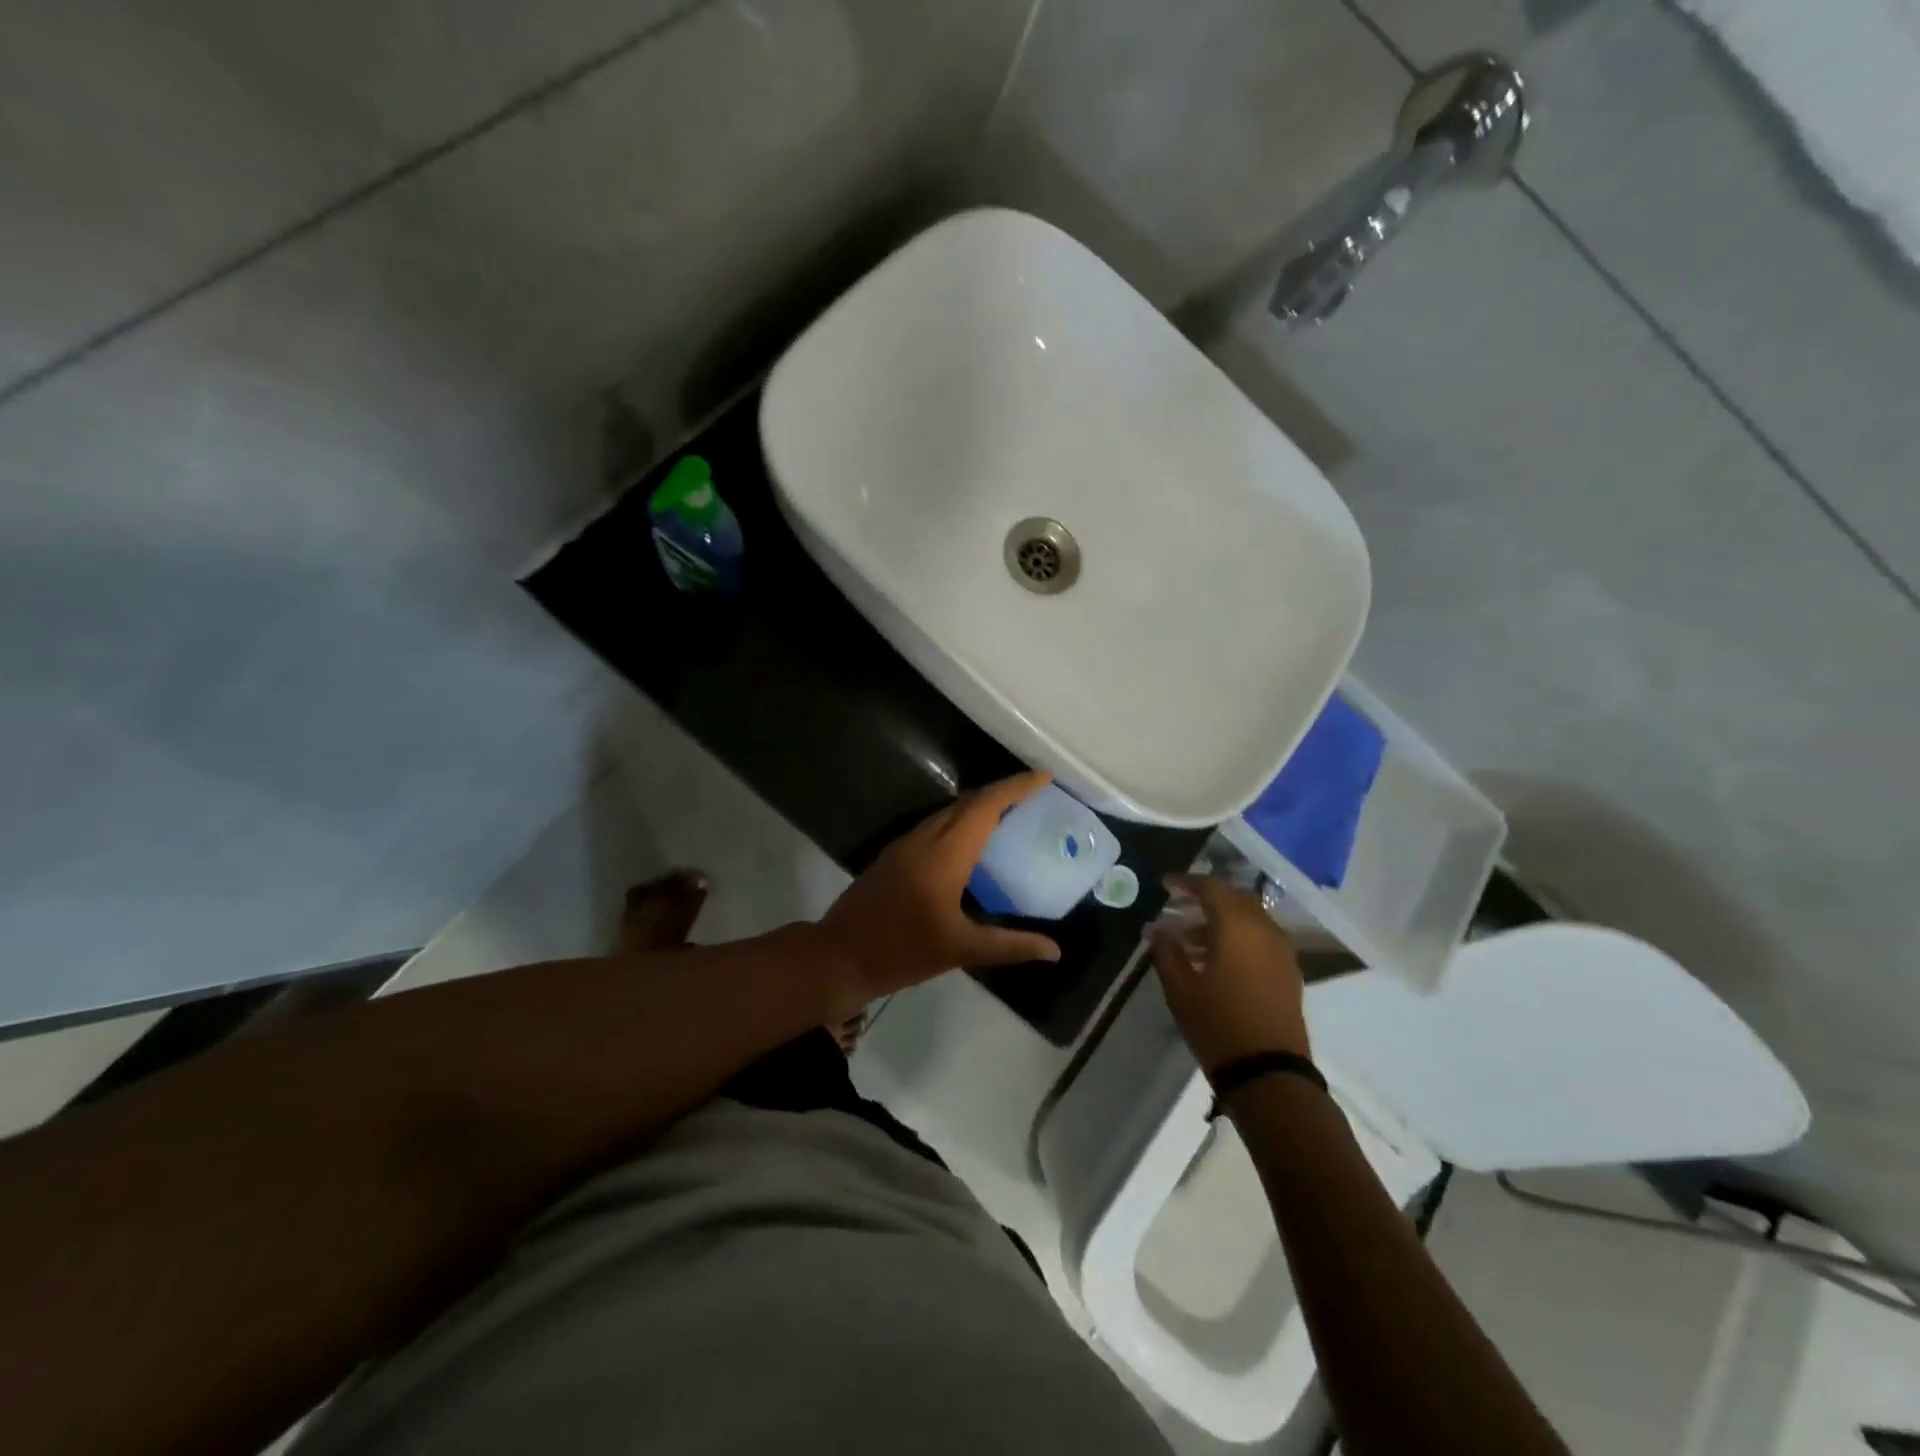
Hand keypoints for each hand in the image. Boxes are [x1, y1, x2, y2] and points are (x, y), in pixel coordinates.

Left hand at [816, 771, 1062, 1012]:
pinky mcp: (893, 856)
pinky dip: (960, 822)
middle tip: (1034, 794)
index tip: (1044, 777)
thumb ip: (1010, 946)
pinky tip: (971, 842)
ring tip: (1010, 813)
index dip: (1015, 788)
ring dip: (979, 806)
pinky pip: (934, 826)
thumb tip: (1054, 951)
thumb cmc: (902, 951)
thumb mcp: (961, 950)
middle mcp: (924, 839)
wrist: (838, 957)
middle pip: (967, 803)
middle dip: (1001, 792)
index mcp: (944, 854)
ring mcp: (904, 845)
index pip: (985, 807)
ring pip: (948, 812)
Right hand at [1150, 874, 1308, 1074]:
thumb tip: (1157, 928)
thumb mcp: (1180, 988)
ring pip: (1250, 919)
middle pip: (1235, 899)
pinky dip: (1239, 937)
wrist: (1269, 1073)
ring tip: (1190, 939)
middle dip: (1207, 898)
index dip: (1186, 882)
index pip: (1211, 888)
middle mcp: (1264, 930)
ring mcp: (1282, 952)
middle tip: (1180, 905)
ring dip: (1222, 920)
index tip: (1165, 883)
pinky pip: (1261, 939)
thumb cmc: (1218, 1024)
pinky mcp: (1289, 972)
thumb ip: (1166, 951)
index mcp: (1237, 927)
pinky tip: (1217, 959)